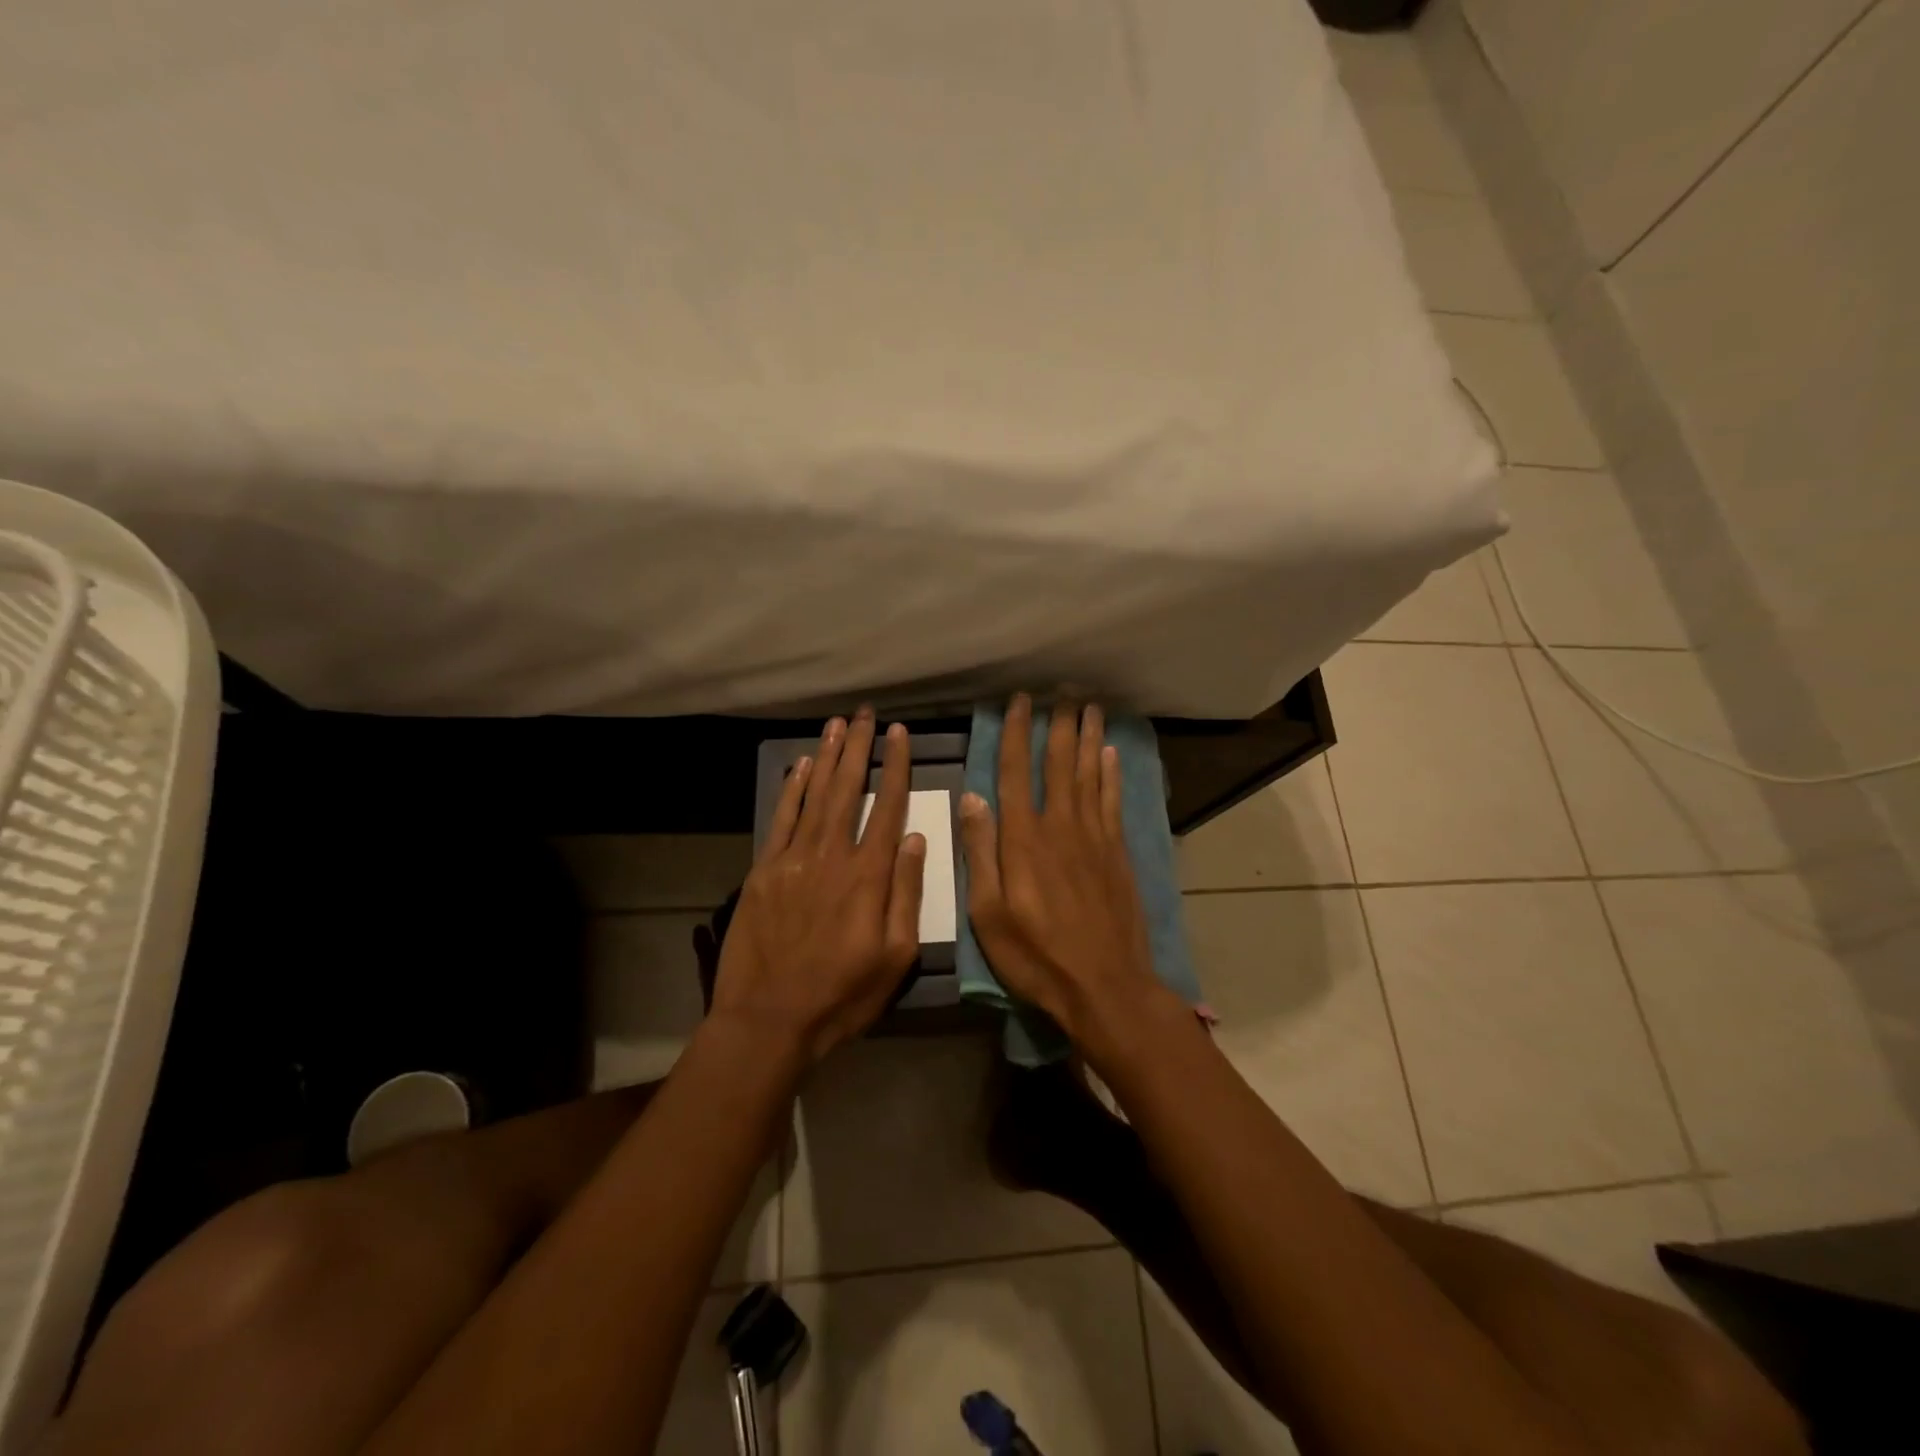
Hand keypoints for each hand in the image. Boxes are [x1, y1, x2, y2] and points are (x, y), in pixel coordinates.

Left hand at [709, 708, 926, 1063]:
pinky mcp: (764, 871)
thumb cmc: (842, 995)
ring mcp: (793, 860)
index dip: (896, 767)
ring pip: (815, 795)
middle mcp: (832, 855)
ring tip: (838, 724)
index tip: (901, 734)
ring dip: (827, 757)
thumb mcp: (895, 957)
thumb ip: (906, 893)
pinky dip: (791, 789)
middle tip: (866, 714)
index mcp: (868, 876)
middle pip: (848, 789)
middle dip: (860, 748)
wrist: (768, 1020)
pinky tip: (800, 765)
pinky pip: (781, 819)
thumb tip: (915, 838)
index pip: (887, 807)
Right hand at [957, 695, 1161, 1042]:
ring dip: (1087, 738)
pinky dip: (1110, 774)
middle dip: (1056, 725)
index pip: (1014, 773)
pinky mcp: (1117, 853)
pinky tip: (1109, 754)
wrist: (1105, 986)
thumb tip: (971, 796)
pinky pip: (1112, 802)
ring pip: (1088, 775)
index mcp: (1022, 839)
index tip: (1018, 702)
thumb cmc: (1036, 956)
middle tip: (1060, 691)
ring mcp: (1093, 838)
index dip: (1015, 734)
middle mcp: (1059, 826)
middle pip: (1057, 764)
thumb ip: (980, 852)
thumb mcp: (988, 914)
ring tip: (1088, 706)